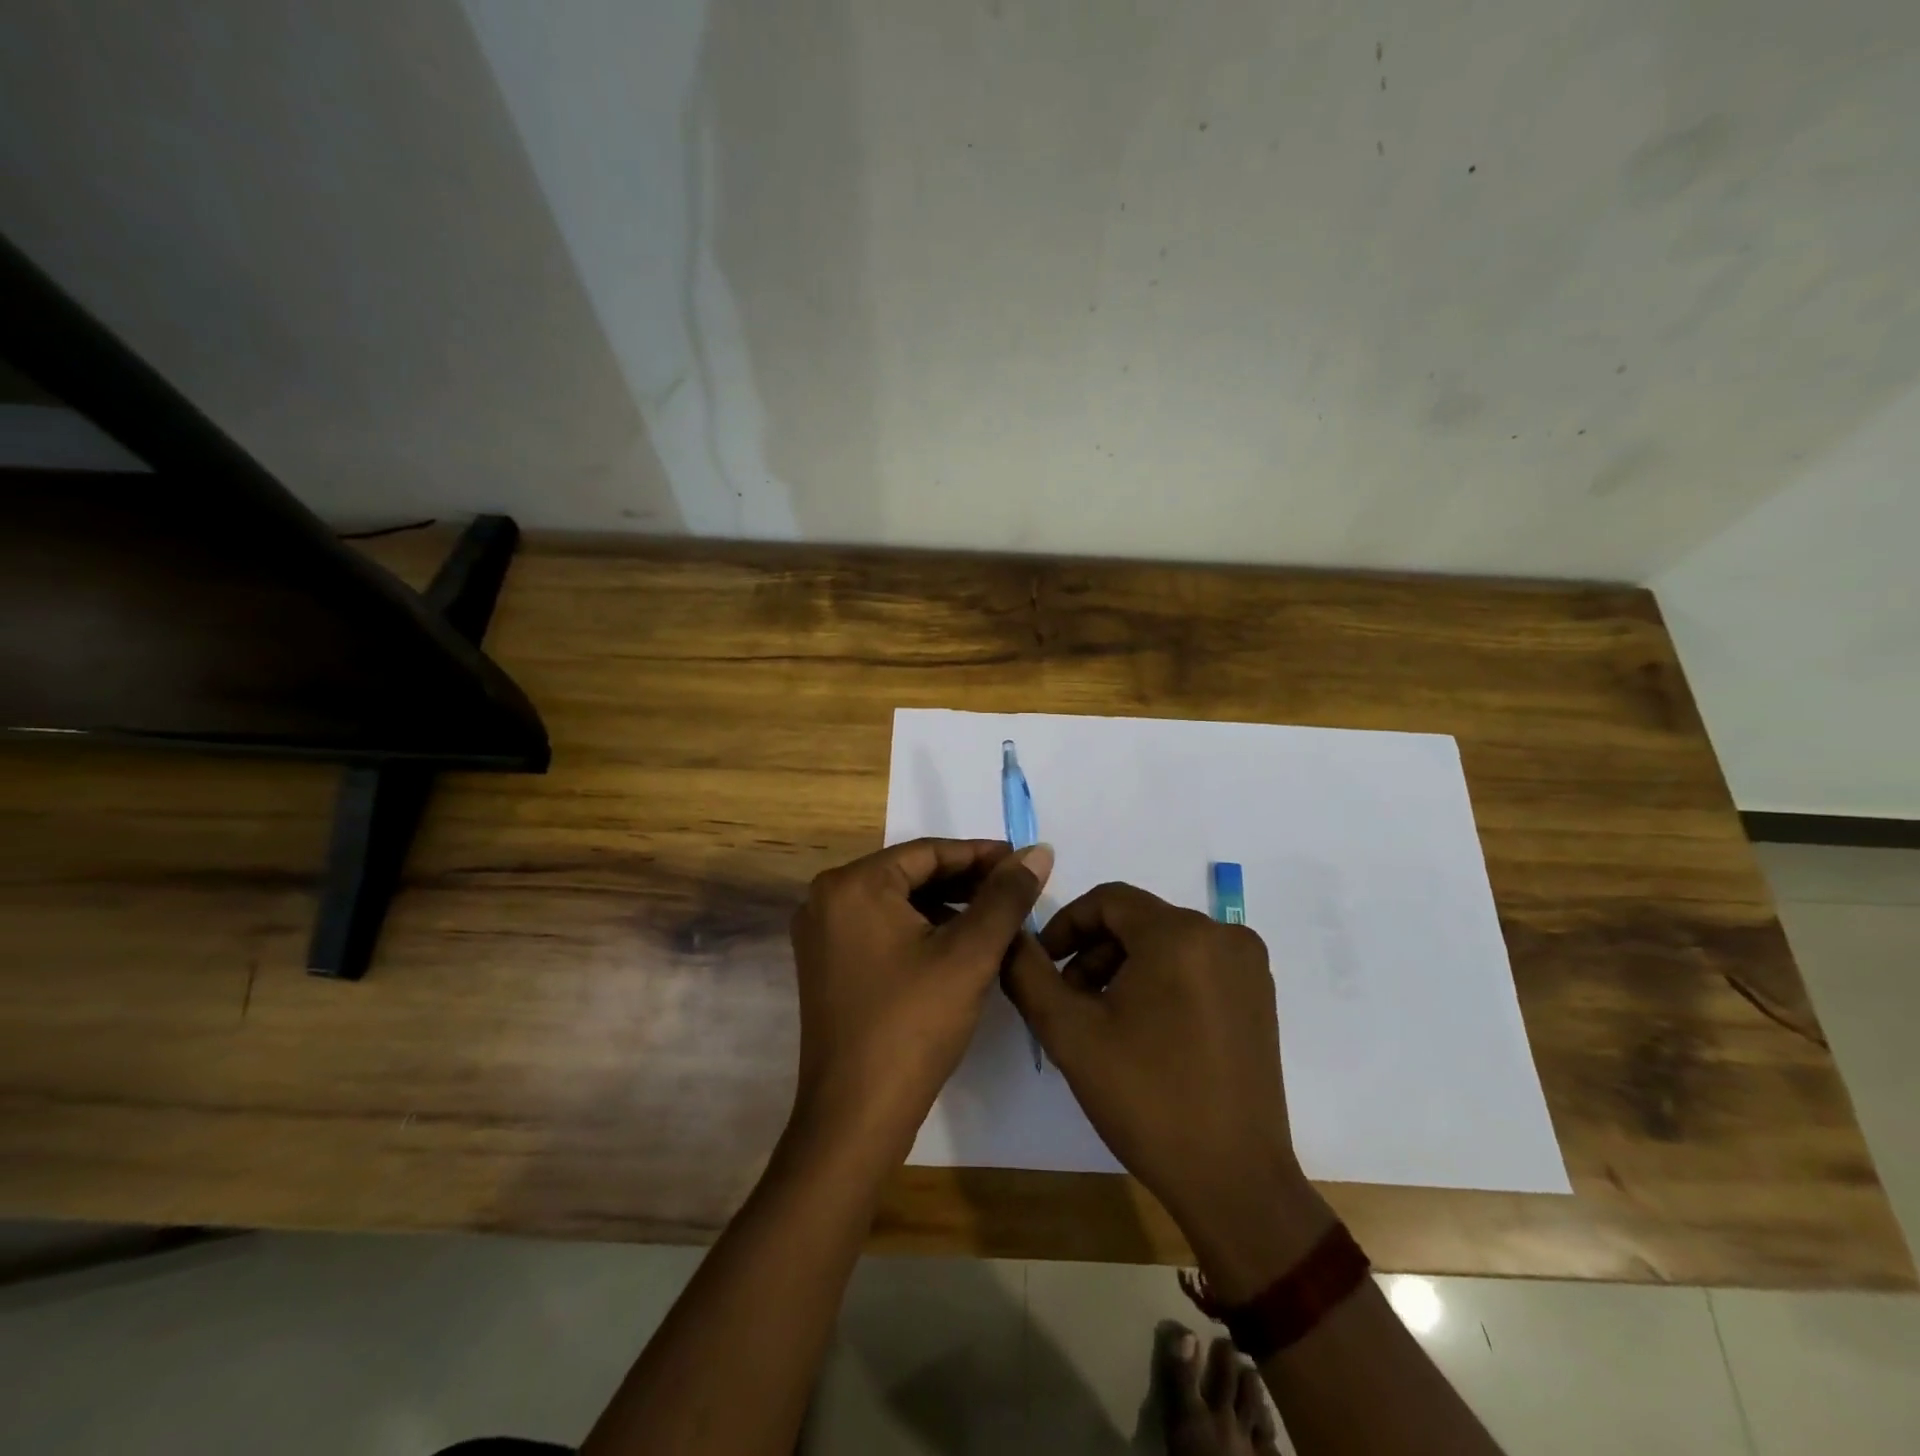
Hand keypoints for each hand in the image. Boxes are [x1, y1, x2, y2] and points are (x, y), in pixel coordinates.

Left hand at [787, 838, 1052, 1164]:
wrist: (855, 1118)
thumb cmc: (913, 1026)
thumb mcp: (969, 955)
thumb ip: (1006, 896)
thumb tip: (1038, 851)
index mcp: (852, 885)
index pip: (927, 852)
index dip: (981, 855)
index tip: (1023, 862)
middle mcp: (826, 899)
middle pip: (910, 875)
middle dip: (965, 882)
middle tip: (1015, 892)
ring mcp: (821, 934)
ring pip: (897, 903)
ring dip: (946, 907)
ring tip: (995, 919)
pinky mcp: (827, 964)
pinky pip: (882, 928)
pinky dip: (921, 931)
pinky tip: (958, 947)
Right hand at [1004, 882, 1331, 1293]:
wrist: (1234, 1182)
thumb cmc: (1147, 1100)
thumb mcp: (1070, 1033)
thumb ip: (1028, 974)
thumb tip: (1009, 936)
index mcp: (1180, 934)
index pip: (1108, 900)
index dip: (1066, 925)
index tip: (1044, 965)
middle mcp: (1223, 934)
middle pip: (1137, 920)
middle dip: (1093, 953)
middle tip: (1068, 1001)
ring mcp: (1248, 965)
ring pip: (1165, 942)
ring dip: (1124, 967)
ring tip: (1101, 1019)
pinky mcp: (1259, 995)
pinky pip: (1195, 964)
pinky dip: (1160, 980)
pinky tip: (1144, 1029)